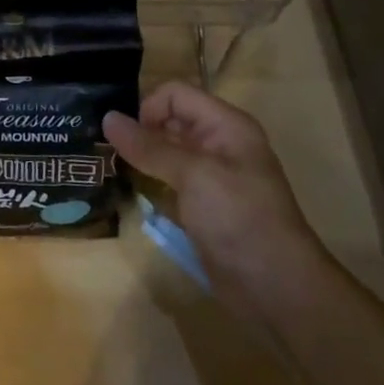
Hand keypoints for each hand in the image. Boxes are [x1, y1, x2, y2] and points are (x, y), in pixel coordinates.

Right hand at [105, 81, 323, 321]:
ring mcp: (211, 177)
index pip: (176, 95)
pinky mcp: (203, 206)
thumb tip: (107, 118)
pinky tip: (129, 191)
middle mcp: (219, 144)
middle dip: (139, 131)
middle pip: (170, 120)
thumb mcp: (193, 174)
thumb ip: (149, 146)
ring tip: (110, 167)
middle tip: (106, 150)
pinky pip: (169, 180)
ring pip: (167, 152)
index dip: (149, 108)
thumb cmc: (240, 218)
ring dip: (141, 157)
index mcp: (226, 125)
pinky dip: (149, 181)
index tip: (126, 137)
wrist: (277, 289)